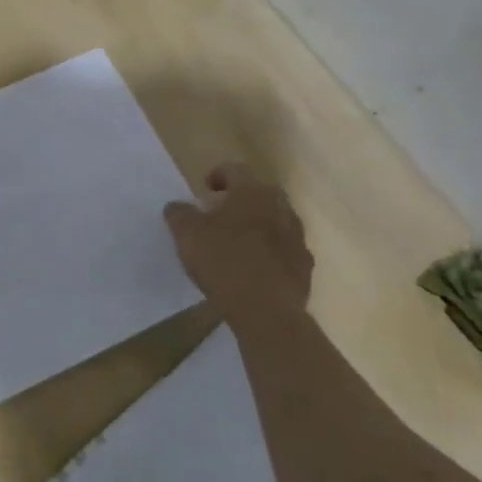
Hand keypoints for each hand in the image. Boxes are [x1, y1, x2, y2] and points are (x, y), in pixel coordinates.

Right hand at [163, 164, 313, 317]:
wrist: (266, 311)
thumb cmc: (223, 262)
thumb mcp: (187, 234)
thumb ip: (179, 214)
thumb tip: (177, 206)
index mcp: (252, 193)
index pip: (235, 170)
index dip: (217, 175)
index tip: (205, 190)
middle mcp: (280, 208)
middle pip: (260, 193)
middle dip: (241, 200)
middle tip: (220, 214)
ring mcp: (297, 238)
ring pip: (276, 221)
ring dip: (258, 225)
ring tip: (237, 242)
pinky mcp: (304, 266)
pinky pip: (285, 250)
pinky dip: (270, 252)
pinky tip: (255, 269)